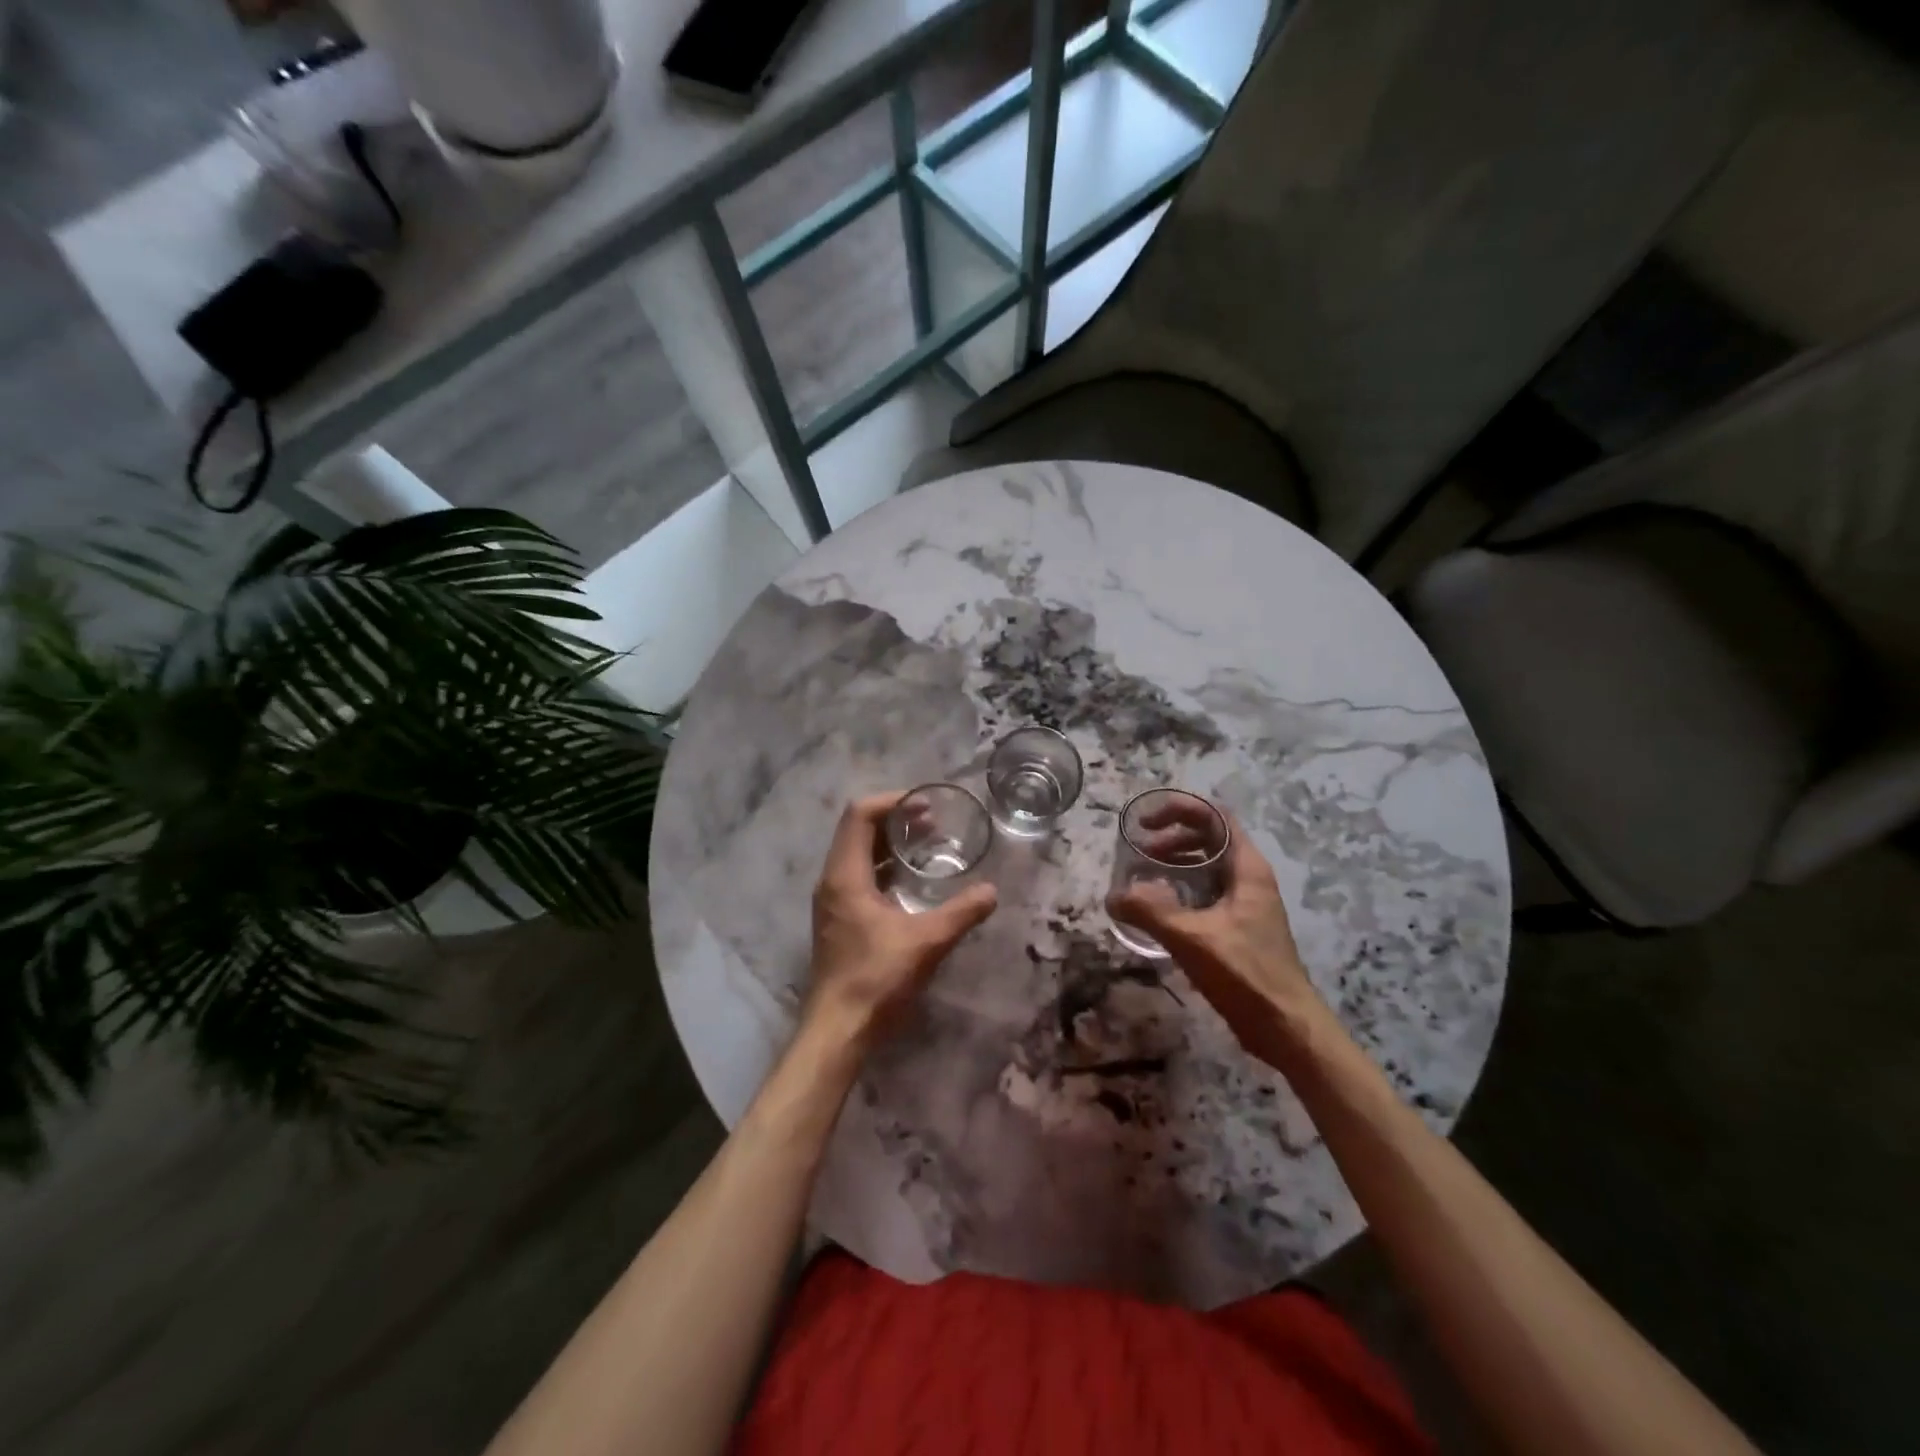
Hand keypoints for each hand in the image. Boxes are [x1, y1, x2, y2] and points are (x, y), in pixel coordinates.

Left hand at [805, 792, 998, 1045]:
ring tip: (927, 844)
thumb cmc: (876, 979)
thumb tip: (992, 891)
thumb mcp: (926, 942)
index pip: (860, 815)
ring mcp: (833, 900)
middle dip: (894, 819)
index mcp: (845, 875)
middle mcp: (833, 880)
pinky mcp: (839, 918)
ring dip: (889, 843)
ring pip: (858, 853)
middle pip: (858, 829)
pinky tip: (912, 881)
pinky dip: (885, 866)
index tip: (925, 806)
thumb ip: (961, 913)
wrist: (838, 1029)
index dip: (892, 801)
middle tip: (932, 822)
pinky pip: (860, 875)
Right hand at [1107, 804, 1325, 1064]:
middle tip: (1139, 851)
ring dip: (1175, 864)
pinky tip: (1159, 911)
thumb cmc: (1246, 975)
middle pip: (1209, 838)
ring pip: (1207, 867)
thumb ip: (1149, 912)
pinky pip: (1206, 893)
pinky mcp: (1240, 927)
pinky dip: (1181, 890)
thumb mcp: (1192, 938)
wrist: (1287, 1028)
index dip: (1179, 810)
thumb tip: (1113, 896)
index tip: (1146, 823)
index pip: (1215, 817)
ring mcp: (1246, 904)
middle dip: (1172, 837)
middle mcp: (1249, 878)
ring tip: (1144, 878)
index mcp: (1247, 868)